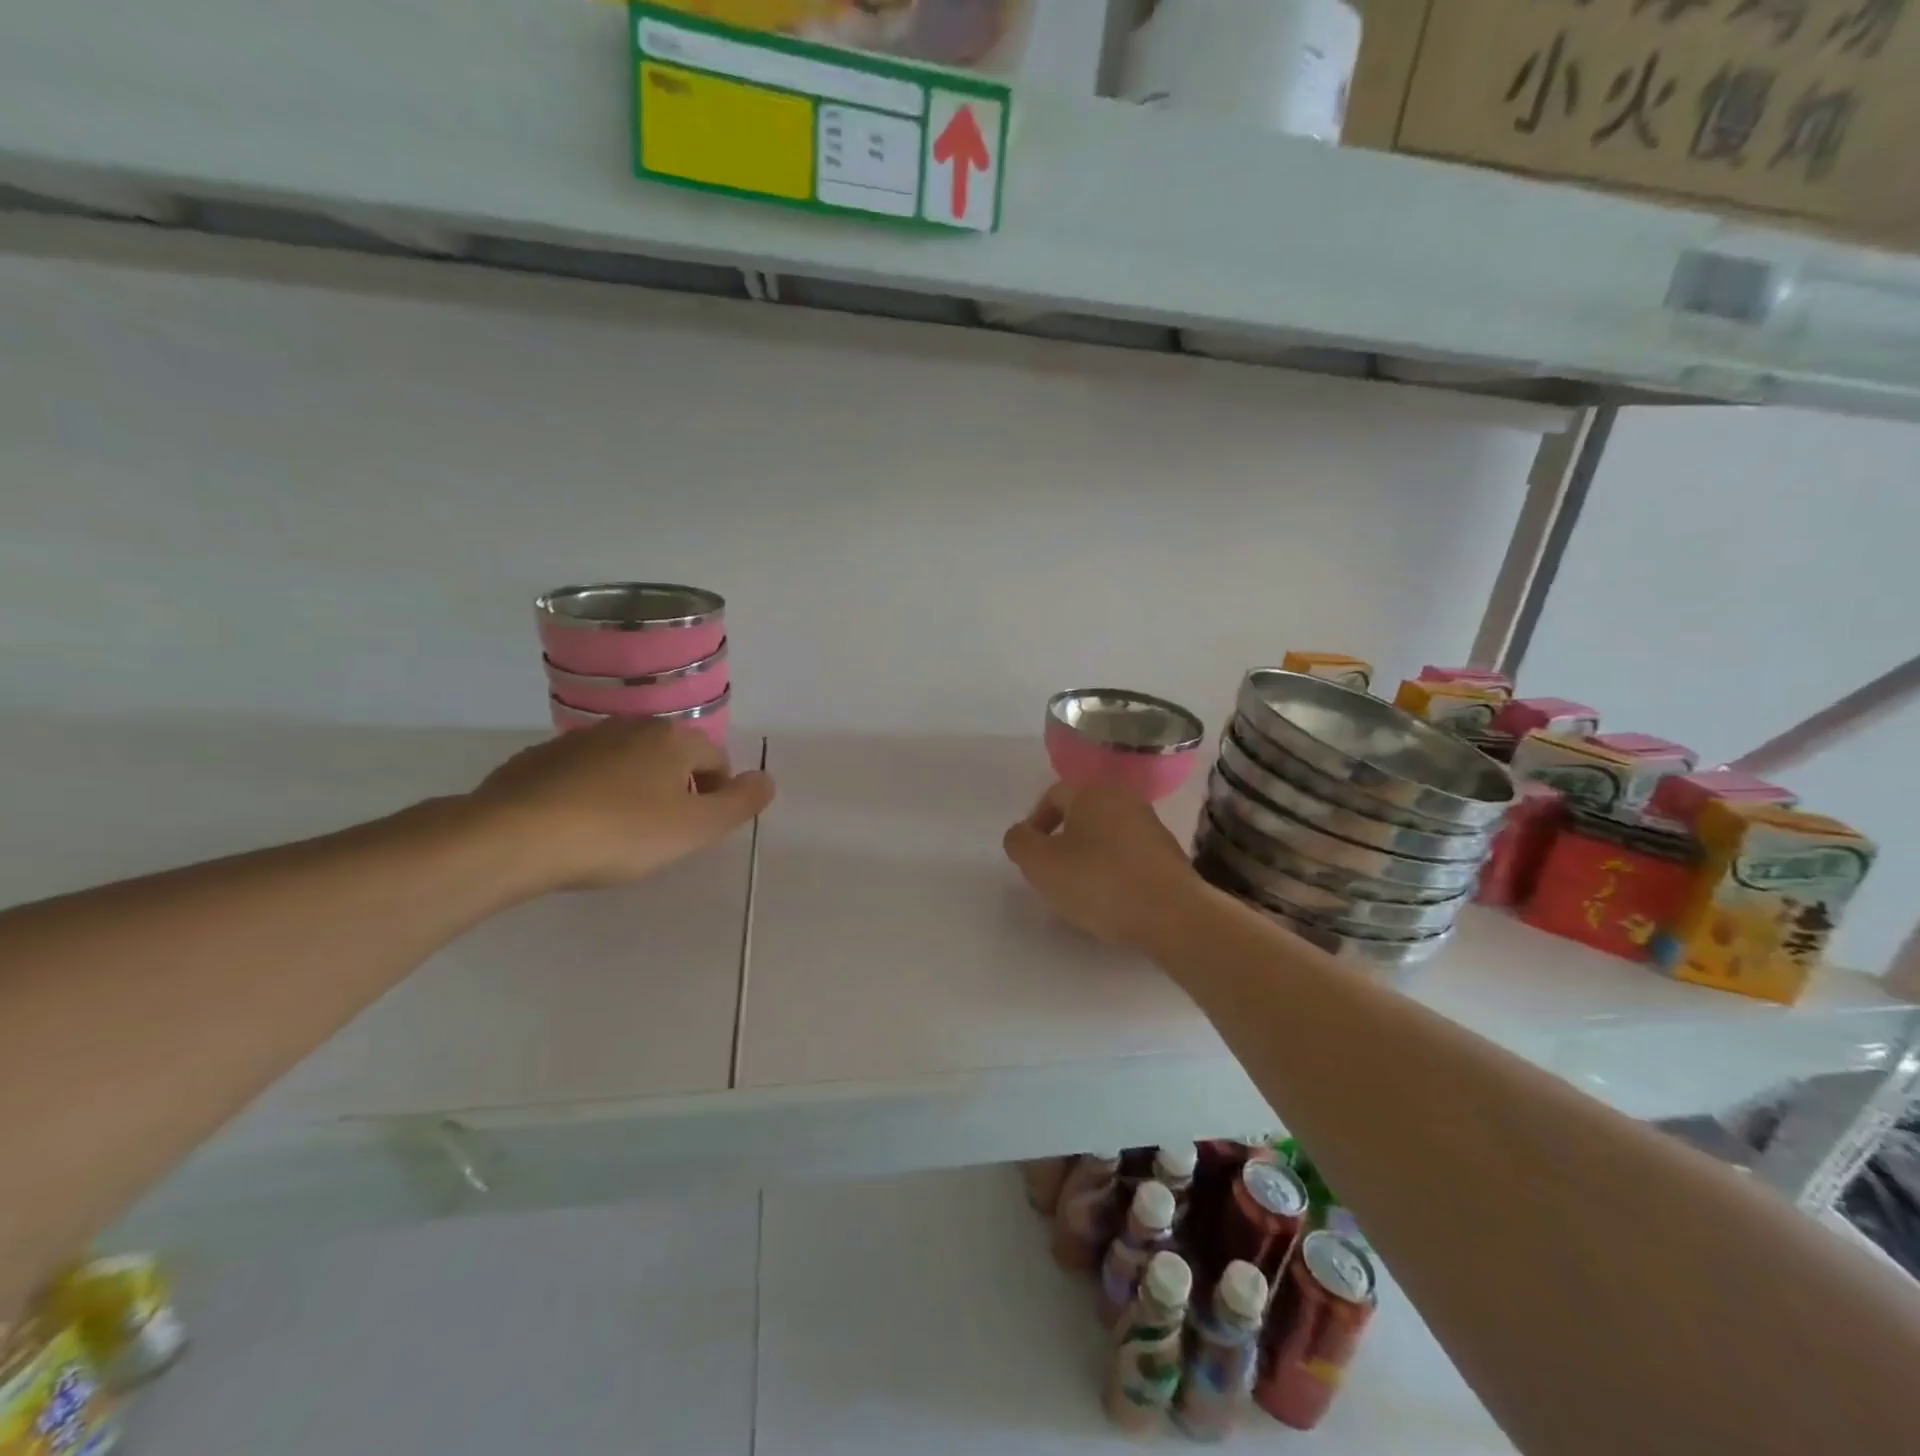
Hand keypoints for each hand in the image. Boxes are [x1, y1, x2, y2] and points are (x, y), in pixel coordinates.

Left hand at [470, 720, 775, 889]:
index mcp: (672, 738)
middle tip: (663, 834)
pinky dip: (591, 793)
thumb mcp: (695, 828)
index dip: (717, 796)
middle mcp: (630, 726)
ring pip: (626, 763)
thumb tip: (767, 779)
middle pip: (671, 757)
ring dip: (634, 789)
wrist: (515, 837)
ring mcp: (581, 739)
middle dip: (676, 790)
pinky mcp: (540, 758)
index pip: (716, 760)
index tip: (698, 831)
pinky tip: (578, 827)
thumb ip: (740, 803)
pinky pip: (584, 773)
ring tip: (619, 833)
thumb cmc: (620, 833)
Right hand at [1002, 782, 1200, 949]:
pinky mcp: (1169, 854)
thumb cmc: (1099, 882)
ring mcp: (1152, 826)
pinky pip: (1129, 855)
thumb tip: (1021, 834)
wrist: (1172, 915)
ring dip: (1088, 856)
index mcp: (1093, 792)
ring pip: (1106, 835)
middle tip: (1051, 873)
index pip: (1053, 796)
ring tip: (1081, 890)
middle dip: (1062, 840)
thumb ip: (1020, 842)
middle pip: (1081, 814)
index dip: (1034, 823)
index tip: (1030, 856)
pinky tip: (1111, 898)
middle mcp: (1125, 799)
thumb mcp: (1040, 864)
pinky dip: (1114, 870)